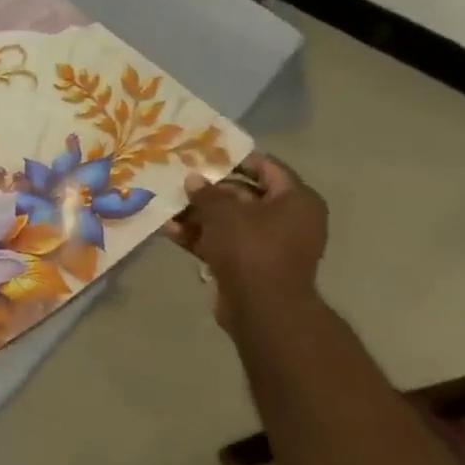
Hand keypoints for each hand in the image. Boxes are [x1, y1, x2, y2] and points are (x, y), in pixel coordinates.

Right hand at [166, 154, 326, 326]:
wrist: (262, 308)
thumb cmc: (251, 248)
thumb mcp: (223, 212)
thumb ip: (207, 192)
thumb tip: (194, 179)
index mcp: (296, 200)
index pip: (267, 167)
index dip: (235, 159)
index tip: (204, 155)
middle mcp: (289, 220)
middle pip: (244, 195)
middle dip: (209, 191)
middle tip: (179, 182)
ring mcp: (270, 245)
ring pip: (230, 222)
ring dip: (199, 216)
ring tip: (168, 207)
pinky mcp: (252, 266)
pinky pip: (225, 244)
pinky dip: (201, 238)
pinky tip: (171, 232)